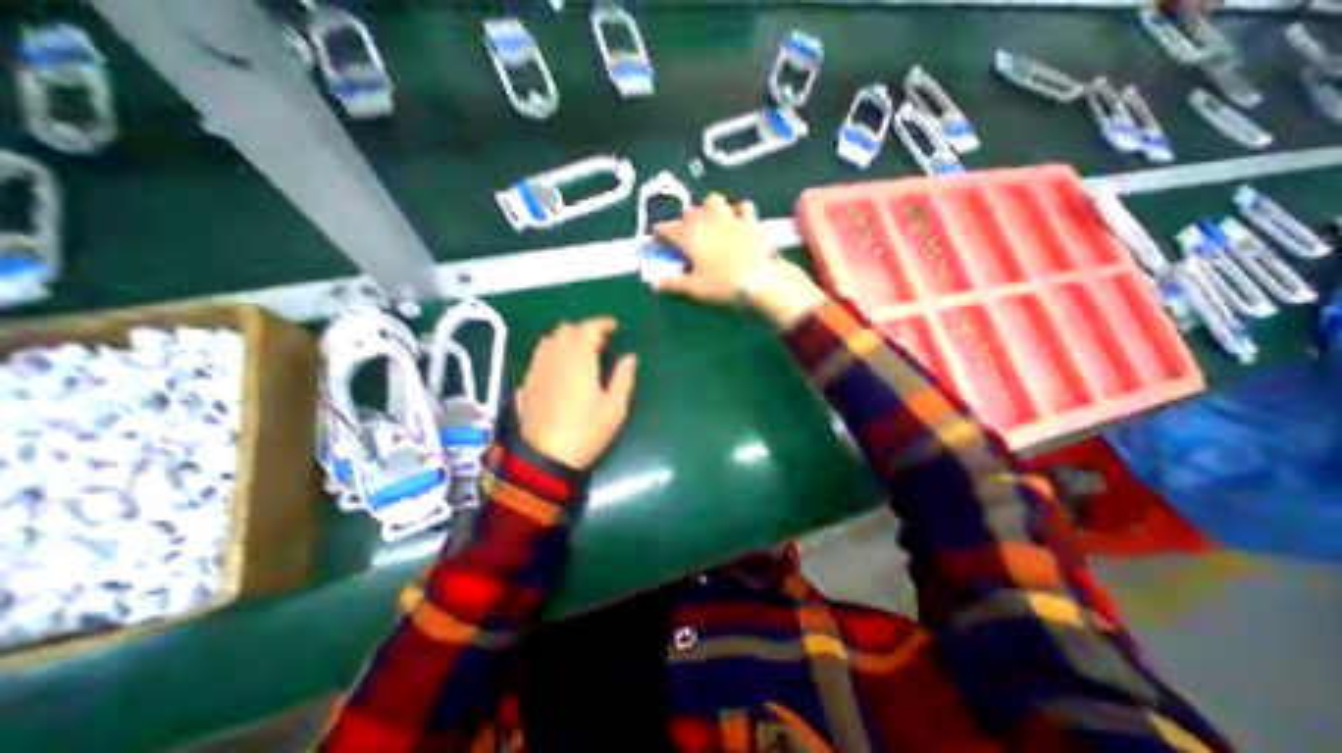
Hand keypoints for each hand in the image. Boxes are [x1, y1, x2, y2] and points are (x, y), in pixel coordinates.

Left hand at [515, 317, 637, 468]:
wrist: (547, 458)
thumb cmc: (587, 431)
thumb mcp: (615, 408)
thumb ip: (624, 378)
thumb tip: (630, 357)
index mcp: (578, 360)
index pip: (588, 328)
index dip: (602, 323)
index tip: (614, 327)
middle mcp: (554, 358)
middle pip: (566, 330)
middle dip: (584, 330)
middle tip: (600, 344)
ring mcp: (537, 370)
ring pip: (549, 341)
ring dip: (566, 339)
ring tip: (579, 353)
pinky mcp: (526, 383)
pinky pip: (538, 357)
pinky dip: (552, 353)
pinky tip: (559, 368)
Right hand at [652, 191, 828, 327]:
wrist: (761, 282)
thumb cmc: (724, 286)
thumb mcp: (695, 290)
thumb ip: (673, 284)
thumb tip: (655, 283)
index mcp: (691, 237)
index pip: (667, 229)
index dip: (658, 235)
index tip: (656, 242)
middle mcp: (707, 221)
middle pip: (688, 213)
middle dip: (682, 223)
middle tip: (684, 239)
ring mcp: (730, 218)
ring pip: (713, 201)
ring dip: (707, 209)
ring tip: (708, 223)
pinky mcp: (750, 221)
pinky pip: (743, 207)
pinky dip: (737, 211)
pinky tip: (736, 221)